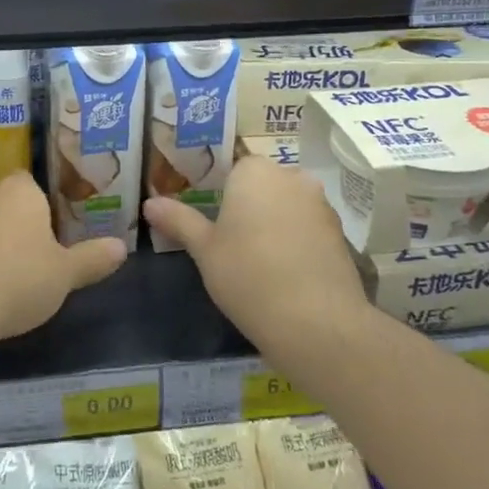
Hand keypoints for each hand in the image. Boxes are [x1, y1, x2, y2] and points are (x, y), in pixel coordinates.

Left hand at [0, 172, 125, 340]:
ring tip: (9, 280)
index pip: (34, 184)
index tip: (56, 235)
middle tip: (38, 259)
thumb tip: (122, 247)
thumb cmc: (18, 280)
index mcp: (21, 190)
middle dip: (20, 226)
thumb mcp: (65, 274)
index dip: (46, 207)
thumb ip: (93, 258)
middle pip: (8, 203)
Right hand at [144, 157, 368, 348]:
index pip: (232, 167)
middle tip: (227, 239)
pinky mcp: (339, 233)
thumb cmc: (248, 276)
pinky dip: (294, 239)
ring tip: (255, 258)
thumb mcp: (204, 250)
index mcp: (254, 171)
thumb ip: (178, 220)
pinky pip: (307, 226)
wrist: (316, 322)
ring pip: (286, 204)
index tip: (208, 217)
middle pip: (262, 184)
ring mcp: (320, 204)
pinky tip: (283, 270)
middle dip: (248, 204)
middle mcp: (291, 176)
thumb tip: (149, 203)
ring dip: (273, 221)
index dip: (219, 191)